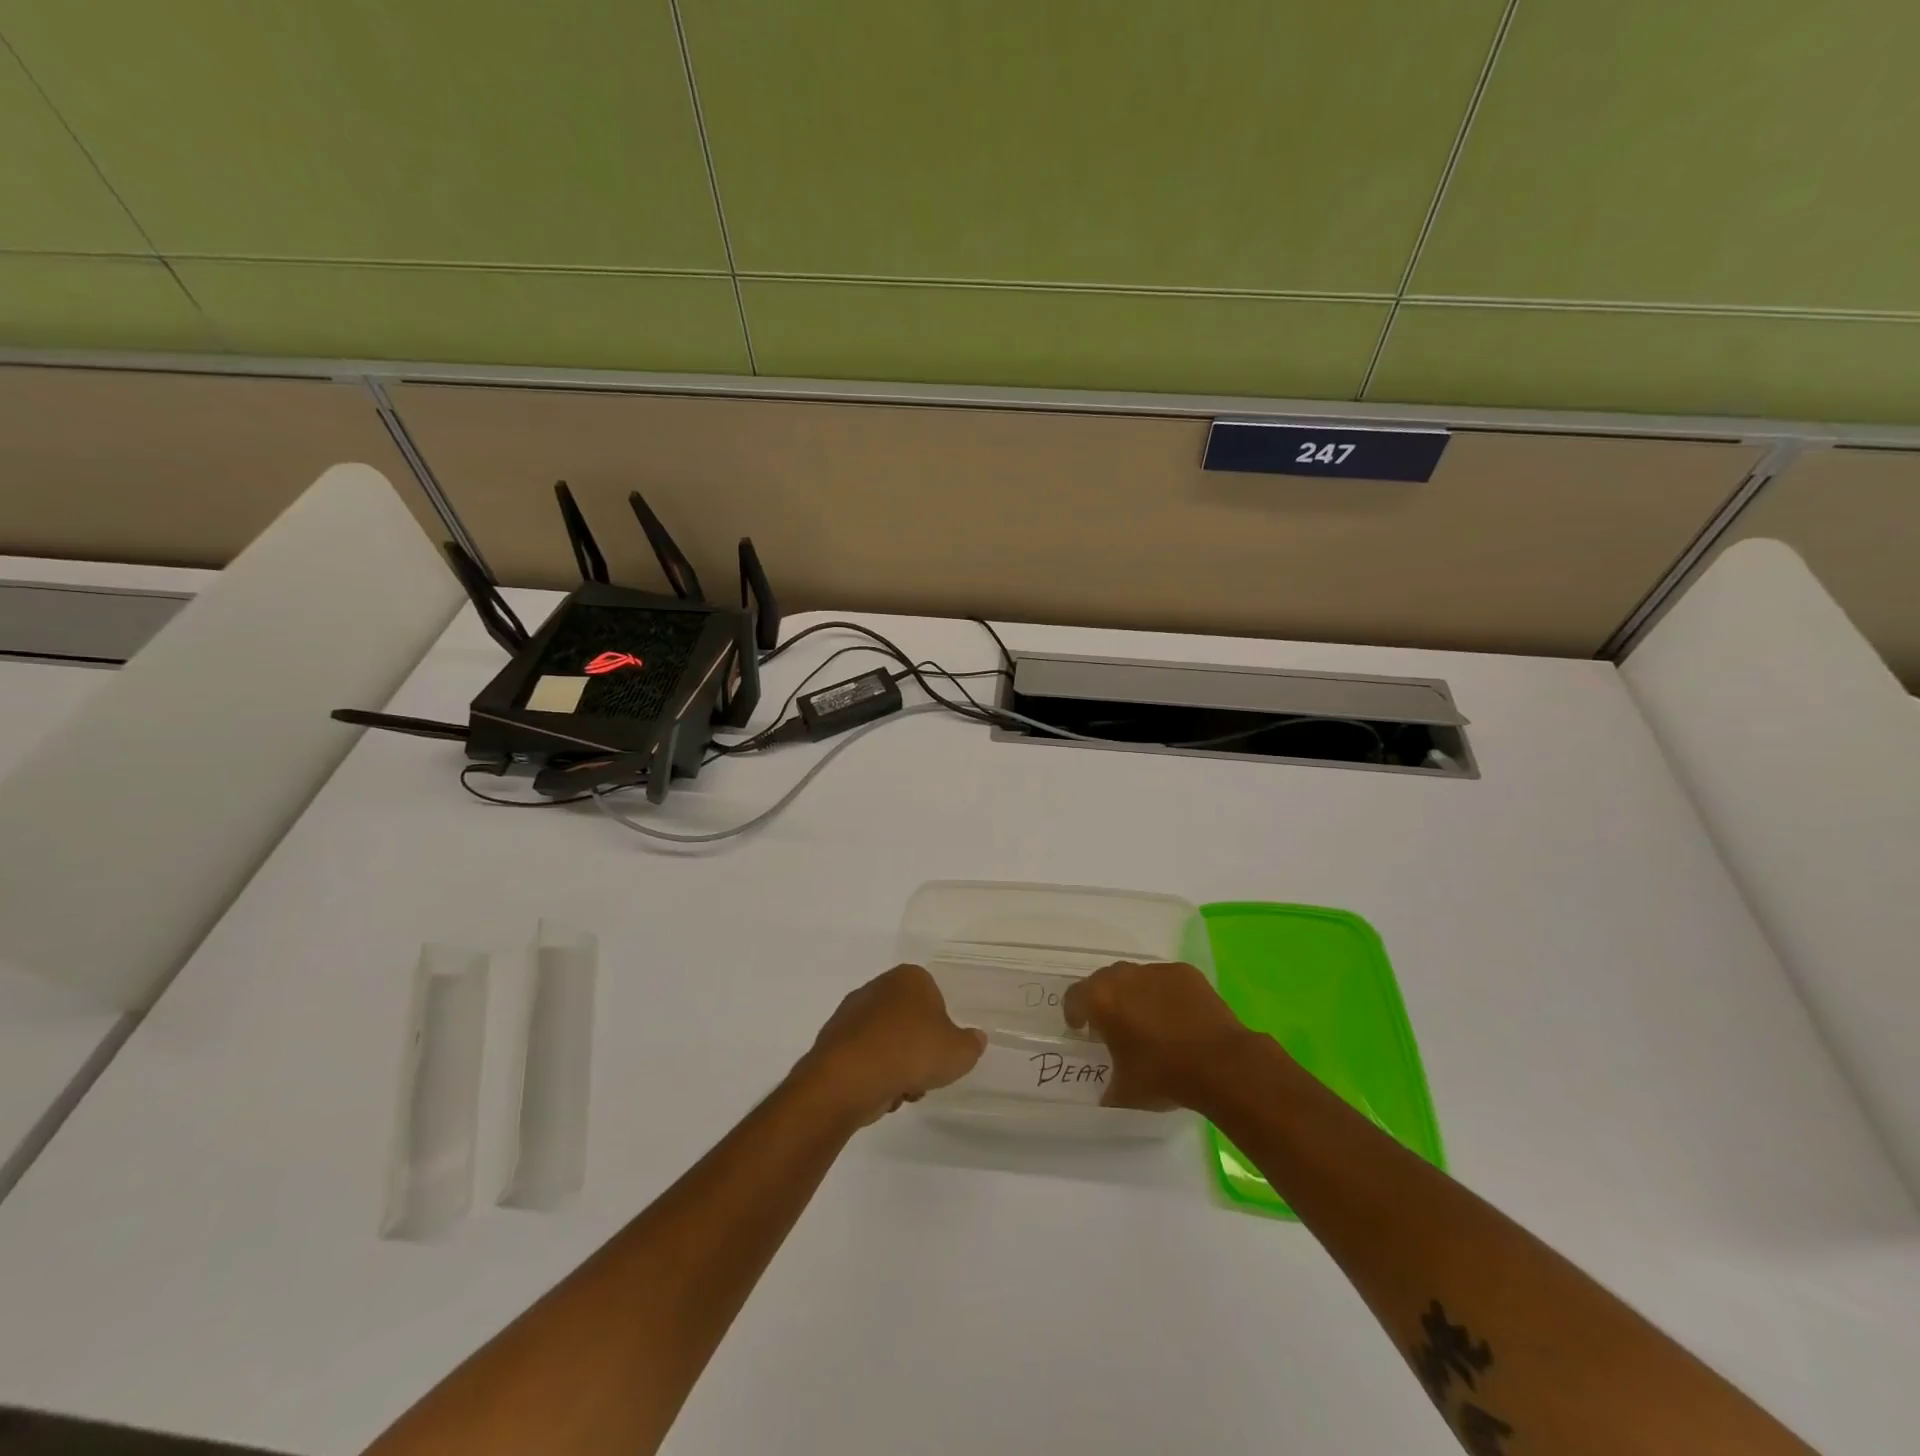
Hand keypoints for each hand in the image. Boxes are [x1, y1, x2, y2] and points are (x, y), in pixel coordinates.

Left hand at [796, 965, 986, 1126]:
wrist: (850, 1077)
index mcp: (909, 978)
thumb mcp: (959, 1053)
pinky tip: (877, 1093)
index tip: (940, 1053)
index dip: (940, 1029)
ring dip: (896, 1066)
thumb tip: (975, 1038)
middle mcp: (878, 986)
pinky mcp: (832, 1039)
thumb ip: (972, 1044)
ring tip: (900, 1090)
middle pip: (908, 1022)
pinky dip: (872, 1074)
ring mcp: (851, 1012)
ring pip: (886, 1041)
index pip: (934, 998)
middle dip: (917, 1050)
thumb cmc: (911, 1053)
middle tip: (923, 1075)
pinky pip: (863, 1057)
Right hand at [1063, 961, 1257, 1110]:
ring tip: (1149, 1021)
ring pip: (1136, 978)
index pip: (1073, 997)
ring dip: (1135, 995)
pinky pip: (1166, 981)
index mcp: (1100, 999)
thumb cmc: (1163, 1074)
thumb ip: (1108, 1086)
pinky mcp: (1185, 972)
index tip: (1082, 1029)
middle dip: (1105, 1001)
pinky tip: (1178, 1018)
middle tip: (1114, 1025)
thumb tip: (1106, 1093)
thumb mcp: (1125, 1091)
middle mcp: (1124, 976)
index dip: (1074, 1014)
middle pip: (1104, 982)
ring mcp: (1156, 970)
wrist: (1220, 1063)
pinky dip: (1165, 995)